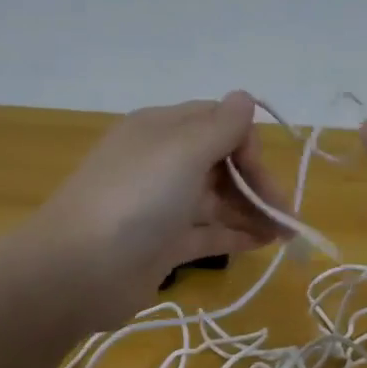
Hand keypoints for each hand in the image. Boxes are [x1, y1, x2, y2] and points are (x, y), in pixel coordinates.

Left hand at [29, 93, 290, 328]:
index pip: (217, 122)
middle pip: (221, 163)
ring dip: (253, 211)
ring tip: (286, 234)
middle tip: (285, 214)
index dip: (247, 144)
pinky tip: (264, 244)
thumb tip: (244, 97)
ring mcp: (161, 207)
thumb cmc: (136, 199)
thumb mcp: (182, 150)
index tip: (263, 175)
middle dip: (257, 183)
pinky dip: (236, 236)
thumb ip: (220, 126)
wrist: (80, 270)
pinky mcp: (162, 245)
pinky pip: (207, 233)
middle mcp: (161, 163)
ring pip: (217, 200)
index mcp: (161, 130)